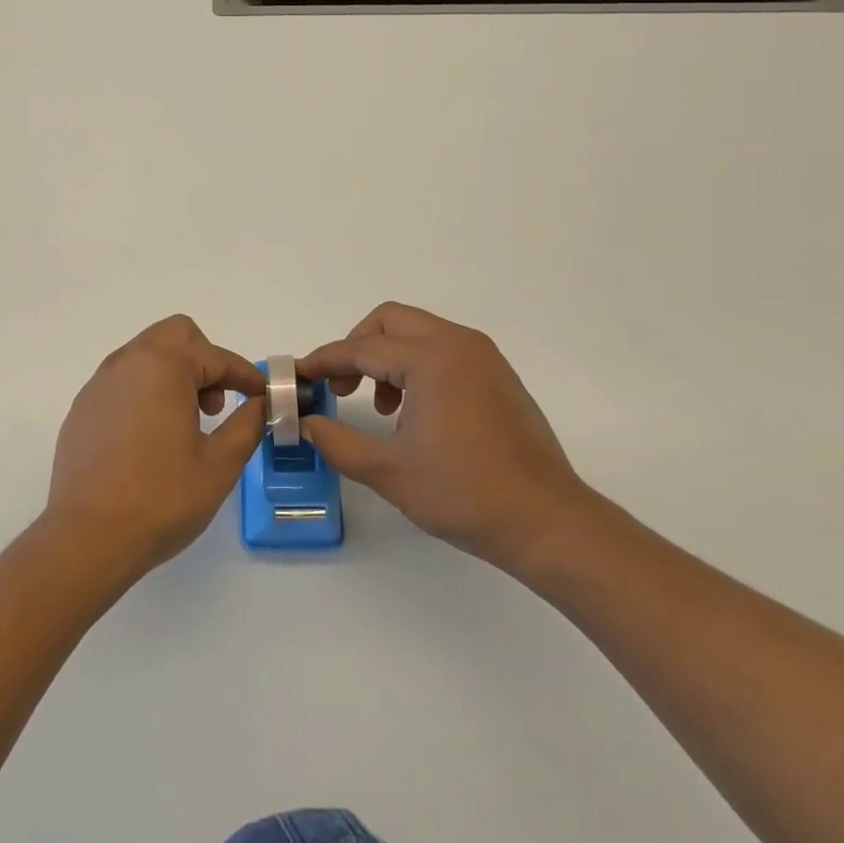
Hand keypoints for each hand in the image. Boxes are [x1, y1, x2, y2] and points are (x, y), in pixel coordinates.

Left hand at [45, 315, 268, 582]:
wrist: (87, 539)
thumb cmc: (162, 498)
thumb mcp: (220, 463)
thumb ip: (248, 423)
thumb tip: (262, 403)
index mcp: (163, 366)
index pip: (216, 357)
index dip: (246, 375)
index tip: (263, 396)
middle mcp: (127, 363)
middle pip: (176, 335)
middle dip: (205, 361)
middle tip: (215, 406)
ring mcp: (99, 384)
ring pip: (146, 355)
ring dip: (175, 374)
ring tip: (186, 424)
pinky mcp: (82, 409)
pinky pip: (123, 382)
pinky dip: (146, 393)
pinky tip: (150, 439)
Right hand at [298, 303, 596, 574]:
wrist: (546, 521)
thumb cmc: (463, 493)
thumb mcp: (387, 470)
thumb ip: (337, 441)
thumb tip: (307, 423)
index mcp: (431, 358)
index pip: (362, 348)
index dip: (324, 361)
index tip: (297, 376)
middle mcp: (459, 344)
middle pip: (391, 322)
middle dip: (357, 347)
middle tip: (340, 387)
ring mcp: (484, 358)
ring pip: (419, 333)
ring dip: (387, 358)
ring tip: (380, 408)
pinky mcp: (498, 376)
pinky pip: (444, 351)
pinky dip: (416, 367)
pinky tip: (414, 413)